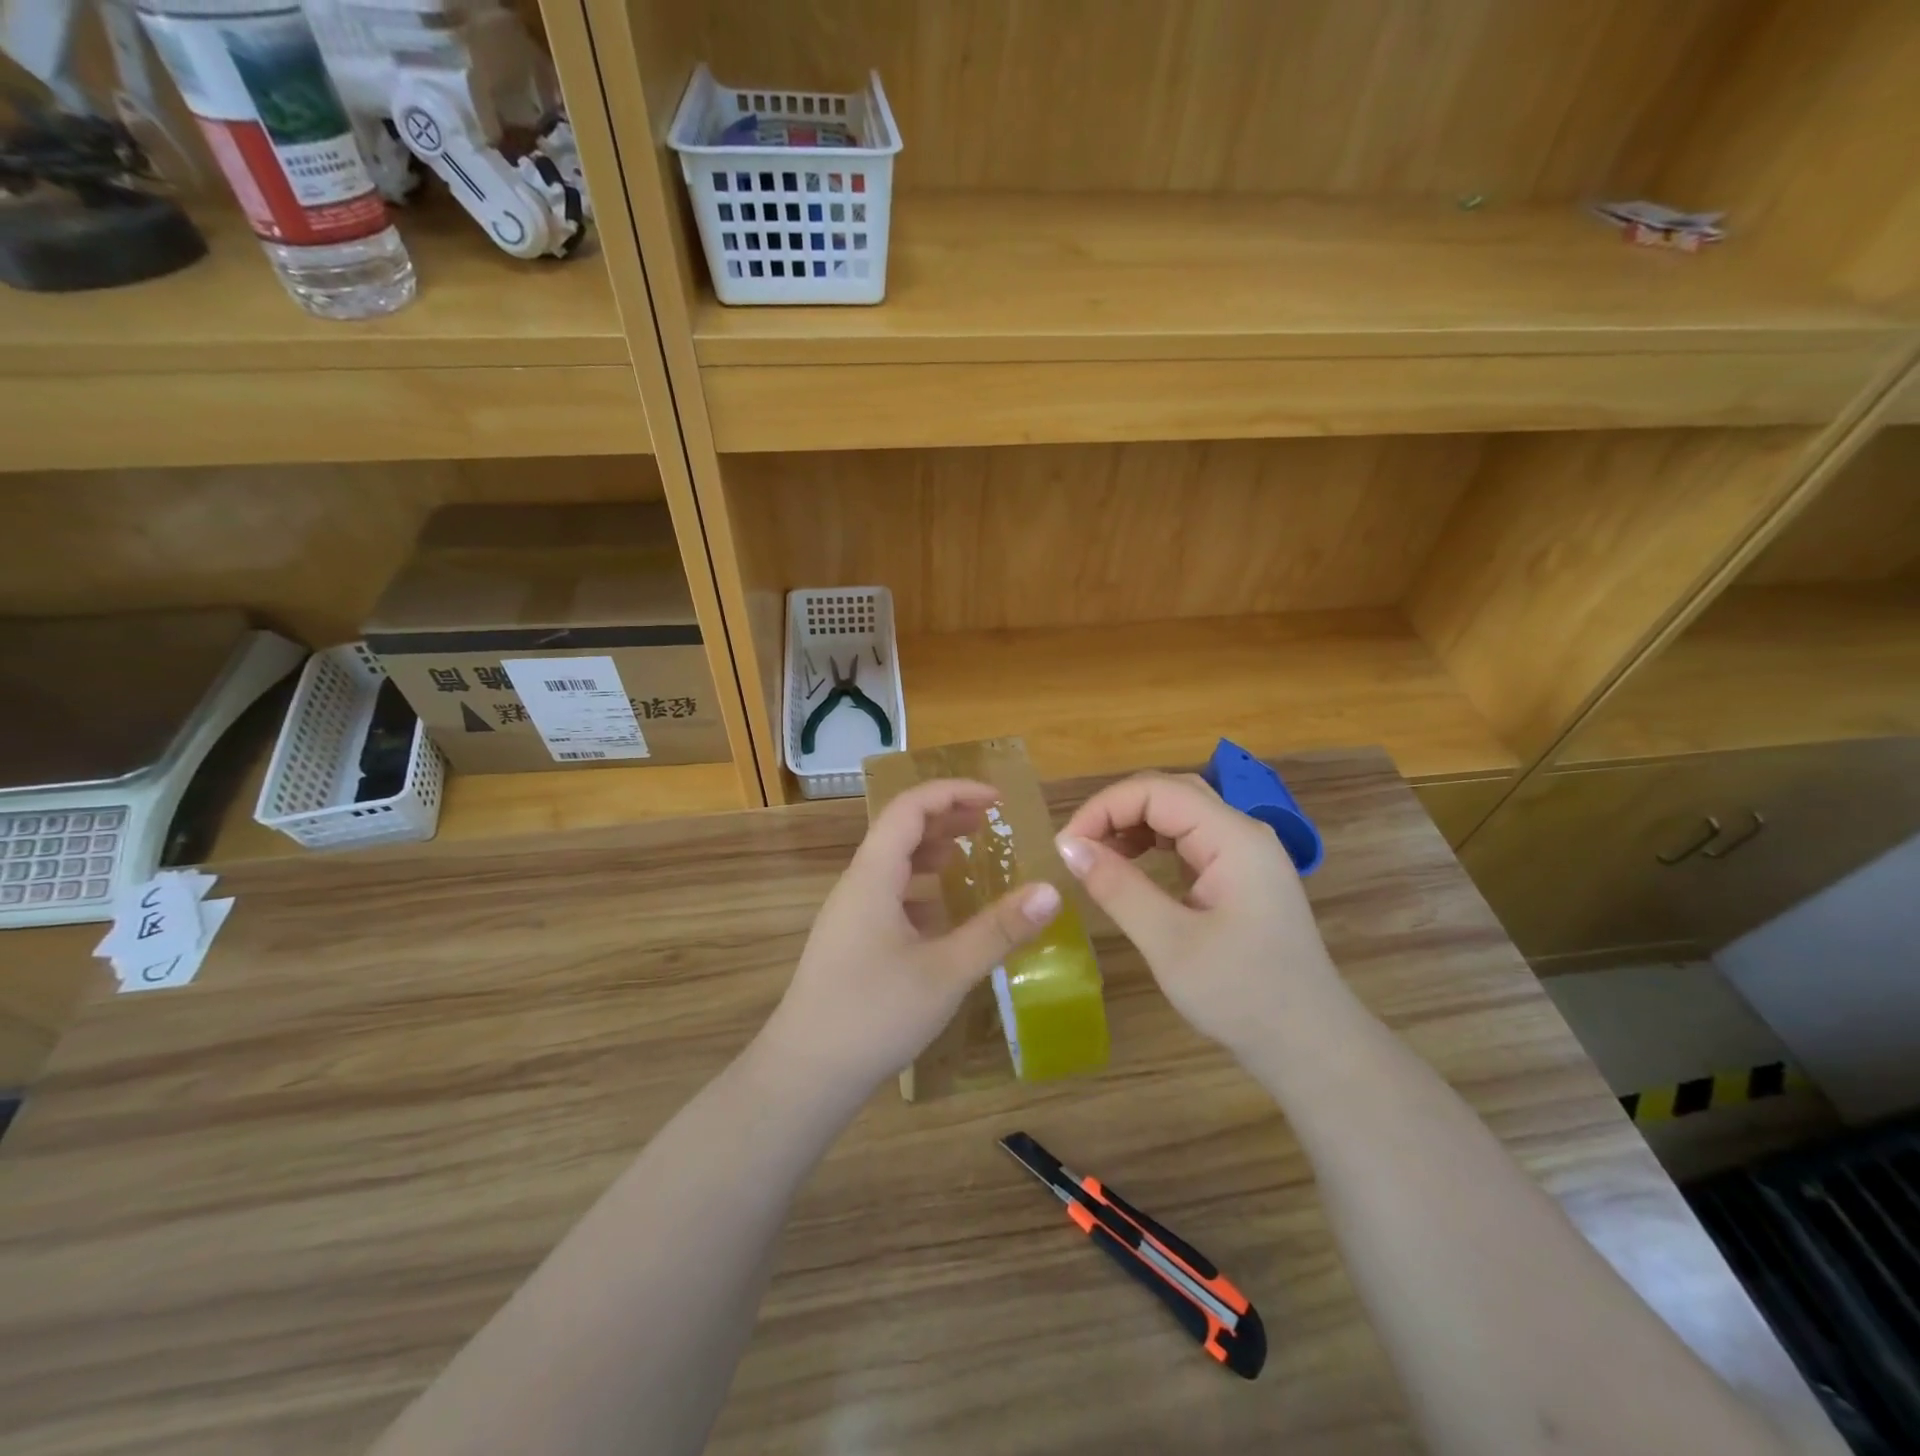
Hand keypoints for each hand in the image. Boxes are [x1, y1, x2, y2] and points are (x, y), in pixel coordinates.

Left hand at [759, 778, 1062, 1096]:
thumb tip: (1050, 891)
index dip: (953, 793)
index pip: (910, 807)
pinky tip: (946, 918)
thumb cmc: (873, 1014)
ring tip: (972, 861)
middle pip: (901, 831)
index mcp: (873, 875)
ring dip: (933, 854)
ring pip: (894, 866)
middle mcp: (858, 885)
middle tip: (991, 824)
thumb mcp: (946, 972)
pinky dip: (923, 892)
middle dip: (947, 819)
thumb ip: (998, 930)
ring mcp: (850, 915)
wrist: (805, 1074)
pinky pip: (890, 898)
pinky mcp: (851, 943)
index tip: (996, 800)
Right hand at [1055, 772, 1341, 1056]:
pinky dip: (1154, 845)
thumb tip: (1068, 846)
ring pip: (1180, 813)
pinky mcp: (1242, 875)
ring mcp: (1246, 853)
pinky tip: (1133, 867)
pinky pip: (1191, 840)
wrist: (1311, 1045)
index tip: (1066, 847)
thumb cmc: (1241, 995)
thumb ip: (1118, 887)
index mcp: (1233, 838)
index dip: (1104, 808)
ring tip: (1098, 856)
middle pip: (1170, 793)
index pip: (1156, 791)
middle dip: (1117, 811)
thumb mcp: (1169, 943)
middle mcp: (1243, 833)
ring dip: (1134, 825)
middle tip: (1077, 849)